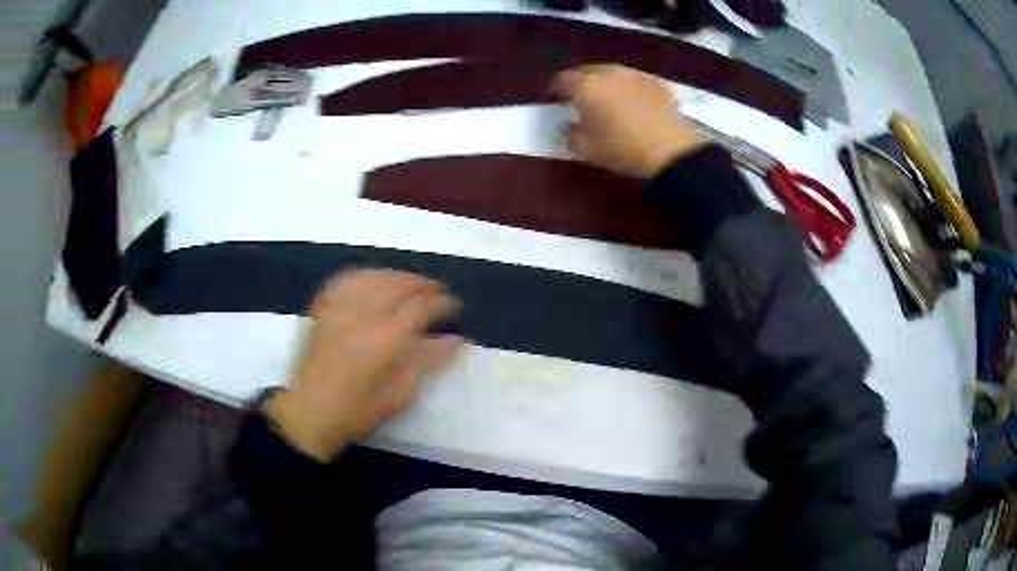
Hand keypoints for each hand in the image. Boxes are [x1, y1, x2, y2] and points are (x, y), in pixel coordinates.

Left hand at [264, 270, 465, 461]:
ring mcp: (339, 309)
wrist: (310, 411)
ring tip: (410, 284)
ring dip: (396, 276)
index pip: (420, 307)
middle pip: (397, 284)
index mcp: (385, 338)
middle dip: (422, 284)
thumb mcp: (400, 393)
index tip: (455, 306)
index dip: (442, 303)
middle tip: (438, 292)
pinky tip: (373, 281)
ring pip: (373, 277)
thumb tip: (455, 340)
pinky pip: (345, 281)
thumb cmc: (358, 410)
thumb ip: (428, 361)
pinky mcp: (323, 310)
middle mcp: (363, 314)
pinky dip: (364, 276)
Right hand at [551, 64, 706, 178]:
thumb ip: (571, 134)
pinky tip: (634, 103)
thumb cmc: (622, 149)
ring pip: (613, 74)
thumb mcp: (587, 149)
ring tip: (608, 99)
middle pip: (588, 71)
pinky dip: (630, 89)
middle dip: (582, 83)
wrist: (672, 151)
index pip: (562, 80)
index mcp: (586, 85)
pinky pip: (636, 82)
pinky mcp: (658, 84)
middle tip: (581, 99)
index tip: (555, 99)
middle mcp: (609, 72)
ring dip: (607, 83)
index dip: (555, 90)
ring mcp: (636, 75)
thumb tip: (571, 126)